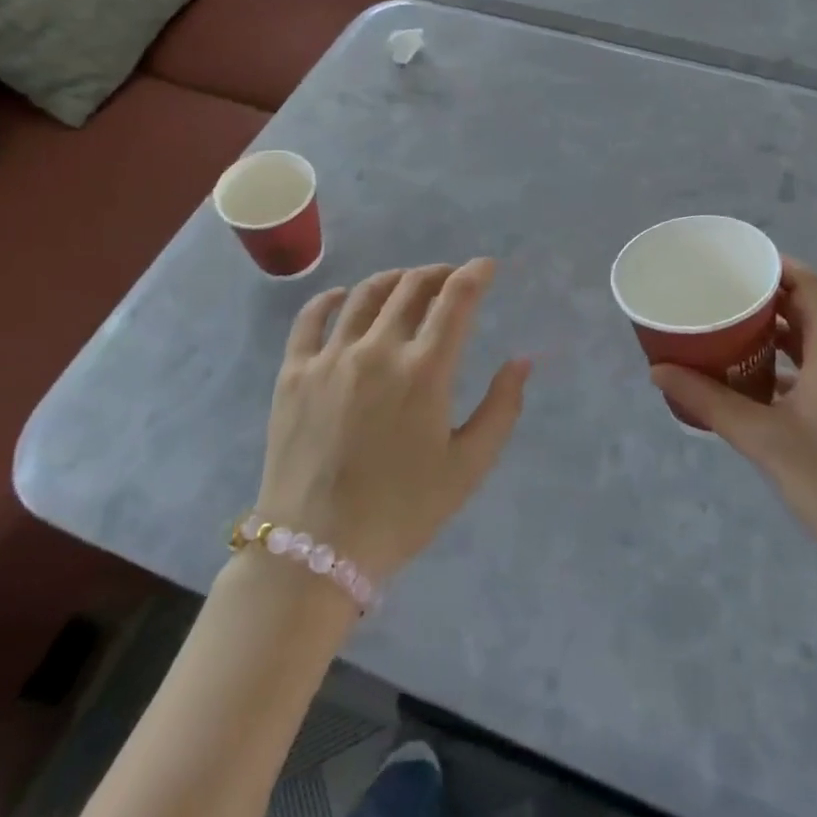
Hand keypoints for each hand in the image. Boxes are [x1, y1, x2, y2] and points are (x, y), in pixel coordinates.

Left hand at [257, 259, 531, 581]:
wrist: (315, 550)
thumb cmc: (402, 512)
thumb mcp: (468, 467)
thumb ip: (501, 409)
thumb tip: (522, 360)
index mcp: (425, 370)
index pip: (456, 299)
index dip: (475, 274)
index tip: (486, 266)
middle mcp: (378, 349)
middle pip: (411, 287)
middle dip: (438, 273)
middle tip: (449, 278)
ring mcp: (331, 357)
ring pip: (364, 294)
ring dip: (393, 279)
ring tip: (405, 283)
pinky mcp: (293, 372)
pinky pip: (310, 318)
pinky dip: (330, 298)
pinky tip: (341, 298)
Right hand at [650, 258, 816, 595]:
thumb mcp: (764, 441)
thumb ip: (709, 403)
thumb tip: (658, 370)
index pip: (812, 287)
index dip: (778, 264)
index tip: (736, 259)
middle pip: (805, 311)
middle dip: (763, 296)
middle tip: (718, 292)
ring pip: (805, 345)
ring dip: (768, 333)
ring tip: (723, 330)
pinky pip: (805, 375)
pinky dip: (775, 367)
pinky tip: (743, 383)